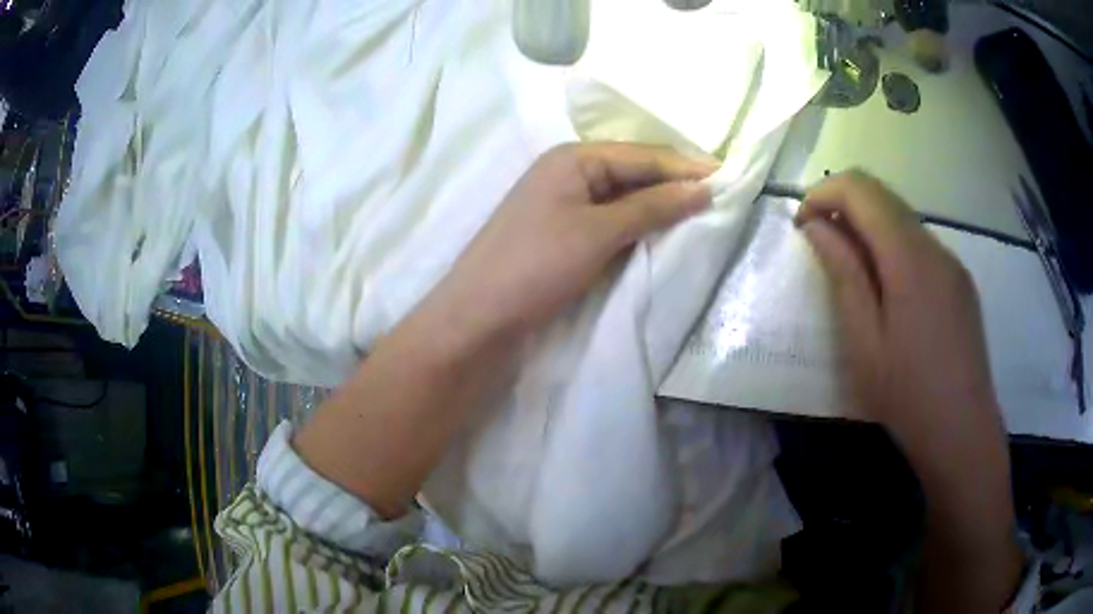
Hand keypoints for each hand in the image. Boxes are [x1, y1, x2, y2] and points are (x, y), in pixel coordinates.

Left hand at [293, 143, 713, 518]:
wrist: (478, 318)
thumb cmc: (536, 265)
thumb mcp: (599, 231)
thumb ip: (652, 206)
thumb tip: (703, 188)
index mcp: (572, 158)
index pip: (642, 155)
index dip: (685, 166)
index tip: (728, 177)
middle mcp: (567, 173)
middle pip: (632, 172)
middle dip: (673, 184)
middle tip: (720, 196)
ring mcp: (562, 204)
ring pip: (622, 197)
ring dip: (658, 205)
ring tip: (700, 212)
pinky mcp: (561, 234)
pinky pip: (609, 220)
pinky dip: (637, 225)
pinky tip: (660, 232)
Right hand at [795, 171, 997, 443]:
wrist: (962, 432)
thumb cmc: (907, 395)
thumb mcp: (863, 340)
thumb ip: (843, 273)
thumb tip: (817, 226)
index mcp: (909, 257)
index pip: (861, 189)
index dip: (823, 194)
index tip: (801, 225)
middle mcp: (935, 246)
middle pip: (883, 196)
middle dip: (843, 206)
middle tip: (819, 244)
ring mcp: (952, 263)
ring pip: (903, 219)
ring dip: (869, 228)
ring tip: (851, 270)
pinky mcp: (960, 282)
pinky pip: (921, 245)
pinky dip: (893, 247)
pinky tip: (888, 290)